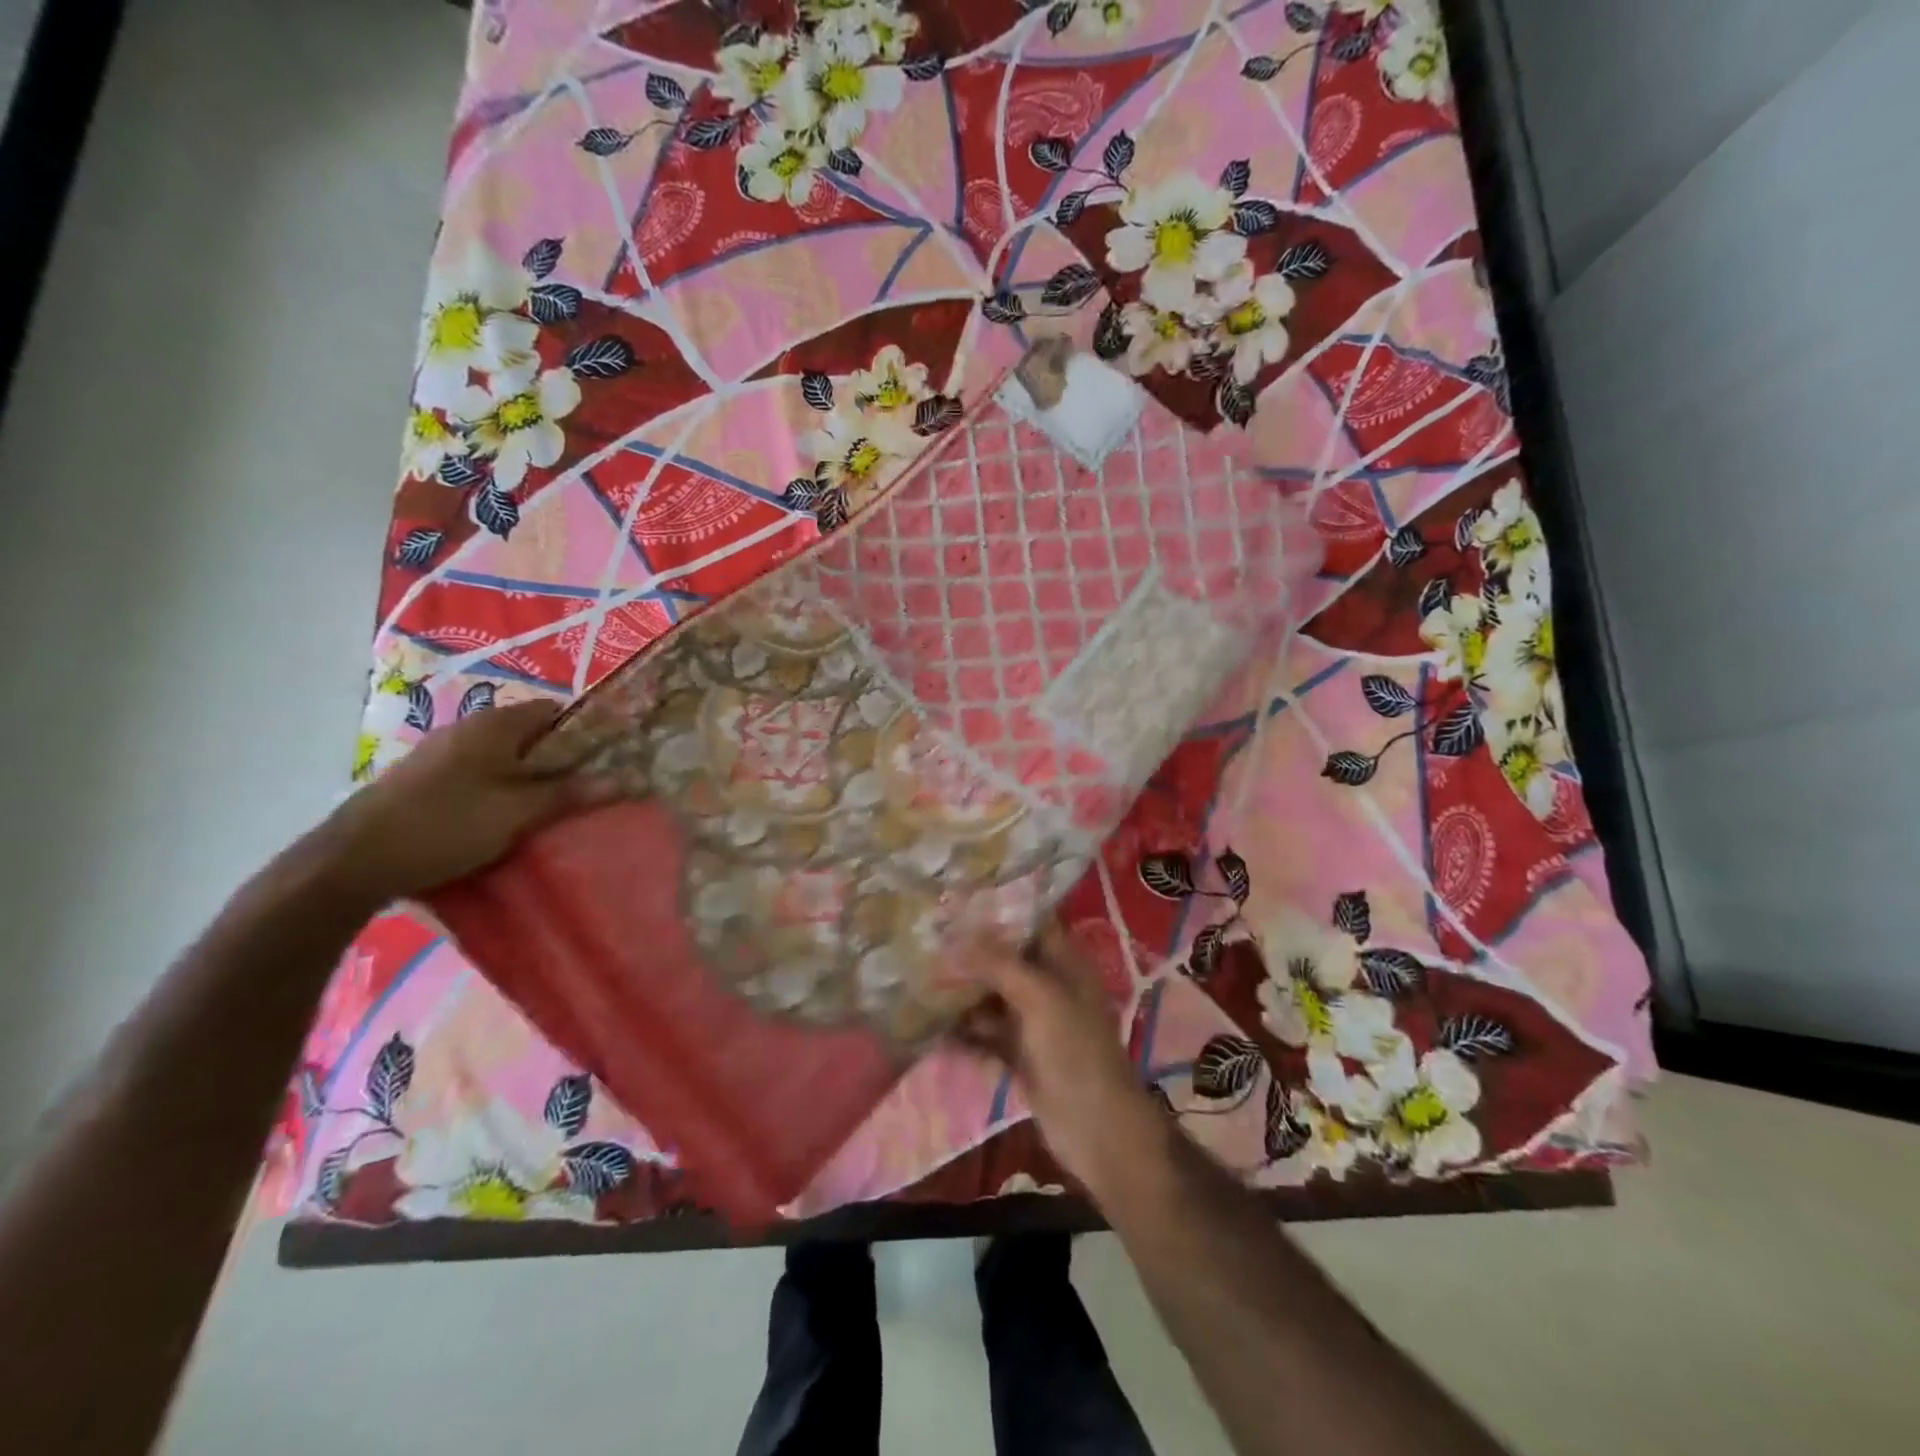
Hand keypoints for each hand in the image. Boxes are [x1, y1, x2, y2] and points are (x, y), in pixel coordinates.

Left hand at [310, 699, 611, 907]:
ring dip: (531, 779)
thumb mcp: (520, 811)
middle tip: (586, 790)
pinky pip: (480, 776)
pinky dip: (501, 790)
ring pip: (505, 758)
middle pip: (531, 736)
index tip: (609, 758)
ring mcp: (442, 754)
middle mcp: (468, 729)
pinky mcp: (425, 780)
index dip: (586, 730)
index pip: (555, 710)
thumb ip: (573, 793)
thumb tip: (627, 778)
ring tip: (551, 809)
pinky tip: (506, 820)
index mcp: (495, 725)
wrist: (352, 861)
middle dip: (561, 760)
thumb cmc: (447, 824)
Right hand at [949, 920, 1166, 1196]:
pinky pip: (985, 1034)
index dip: (999, 908)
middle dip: (970, 951)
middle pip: (1005, 959)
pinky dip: (962, 1030)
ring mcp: (1033, 1022)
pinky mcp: (1019, 1054)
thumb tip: (959, 934)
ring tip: (917, 977)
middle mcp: (1048, 986)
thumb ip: (1000, 963)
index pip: (1031, 921)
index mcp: (1064, 963)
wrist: (1096, 1130)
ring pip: (991, 997)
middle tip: (926, 938)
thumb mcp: (1040, 998)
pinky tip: (928, 1025)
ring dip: (961, 991)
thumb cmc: (1075, 1052)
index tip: (958, 898)